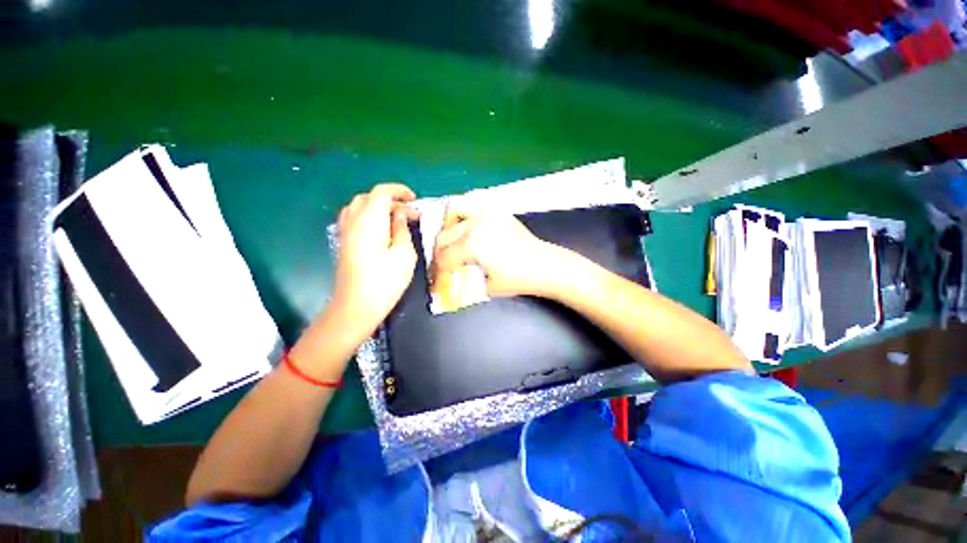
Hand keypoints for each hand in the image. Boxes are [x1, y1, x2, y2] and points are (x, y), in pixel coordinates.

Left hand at [331, 183, 419, 335]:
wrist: (357, 306)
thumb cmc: (385, 281)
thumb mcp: (404, 254)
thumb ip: (401, 229)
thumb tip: (400, 214)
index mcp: (370, 220)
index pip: (382, 192)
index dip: (399, 191)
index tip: (415, 200)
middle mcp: (353, 221)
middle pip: (369, 197)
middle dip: (391, 200)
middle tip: (409, 213)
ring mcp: (345, 232)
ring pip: (359, 206)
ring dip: (378, 207)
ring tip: (395, 219)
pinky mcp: (344, 242)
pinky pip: (354, 218)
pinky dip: (369, 216)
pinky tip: (380, 230)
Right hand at [432, 204, 563, 297]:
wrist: (543, 266)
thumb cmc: (516, 279)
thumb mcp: (485, 286)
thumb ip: (463, 280)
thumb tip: (448, 280)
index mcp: (470, 244)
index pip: (443, 257)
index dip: (437, 271)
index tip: (436, 278)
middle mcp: (474, 224)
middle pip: (444, 236)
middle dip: (439, 252)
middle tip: (442, 263)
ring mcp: (486, 214)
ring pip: (455, 210)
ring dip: (447, 224)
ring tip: (450, 237)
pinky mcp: (497, 211)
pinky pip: (475, 202)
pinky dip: (466, 209)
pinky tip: (467, 221)